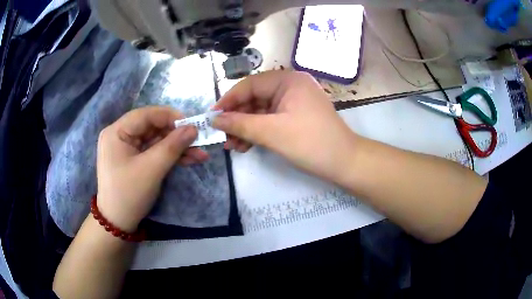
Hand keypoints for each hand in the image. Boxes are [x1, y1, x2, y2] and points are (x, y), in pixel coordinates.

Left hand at [96, 106, 208, 231]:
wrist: (118, 223)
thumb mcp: (152, 169)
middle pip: (152, 127)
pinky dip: (169, 156)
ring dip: (177, 147)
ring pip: (155, 140)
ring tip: (200, 155)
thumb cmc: (129, 194)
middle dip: (176, 135)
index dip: (170, 117)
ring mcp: (127, 148)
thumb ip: (172, 146)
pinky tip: (188, 159)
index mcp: (116, 132)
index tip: (192, 124)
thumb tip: (193, 128)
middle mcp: (120, 135)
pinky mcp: (133, 159)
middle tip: (199, 141)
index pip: (146, 115)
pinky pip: (153, 152)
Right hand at [213, 70, 357, 181]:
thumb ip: (240, 124)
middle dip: (237, 119)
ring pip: (262, 111)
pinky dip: (259, 131)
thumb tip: (214, 120)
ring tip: (233, 146)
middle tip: (223, 137)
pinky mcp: (296, 115)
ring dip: (246, 127)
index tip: (212, 117)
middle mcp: (291, 85)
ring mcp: (295, 101)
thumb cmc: (310, 143)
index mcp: (288, 80)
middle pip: (255, 98)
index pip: (249, 85)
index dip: (228, 101)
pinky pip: (272, 119)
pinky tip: (246, 145)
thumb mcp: (271, 133)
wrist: (344, 162)